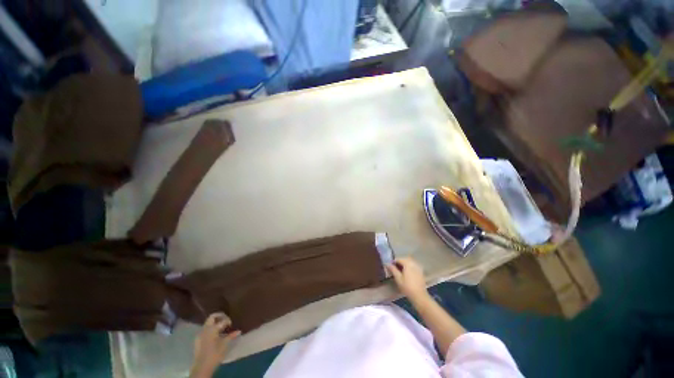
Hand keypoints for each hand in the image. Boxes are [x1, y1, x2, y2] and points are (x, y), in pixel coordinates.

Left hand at [190, 313, 240, 377]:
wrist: (201, 367)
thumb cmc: (214, 354)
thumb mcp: (224, 345)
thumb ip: (231, 336)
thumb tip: (239, 331)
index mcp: (212, 329)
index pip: (222, 320)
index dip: (228, 321)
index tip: (231, 325)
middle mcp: (205, 329)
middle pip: (212, 317)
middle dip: (220, 316)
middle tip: (226, 320)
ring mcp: (200, 334)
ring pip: (208, 323)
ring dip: (215, 323)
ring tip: (221, 329)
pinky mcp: (197, 339)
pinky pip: (205, 330)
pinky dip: (211, 329)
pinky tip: (215, 336)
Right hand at [386, 257, 428, 301]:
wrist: (419, 296)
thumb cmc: (407, 287)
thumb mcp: (398, 278)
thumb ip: (393, 269)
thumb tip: (387, 264)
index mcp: (407, 263)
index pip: (399, 259)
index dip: (393, 262)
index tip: (390, 267)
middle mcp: (413, 263)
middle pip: (405, 260)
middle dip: (399, 262)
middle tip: (395, 268)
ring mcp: (418, 268)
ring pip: (410, 263)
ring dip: (405, 265)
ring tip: (400, 271)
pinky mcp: (421, 272)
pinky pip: (414, 266)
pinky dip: (409, 268)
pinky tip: (407, 274)